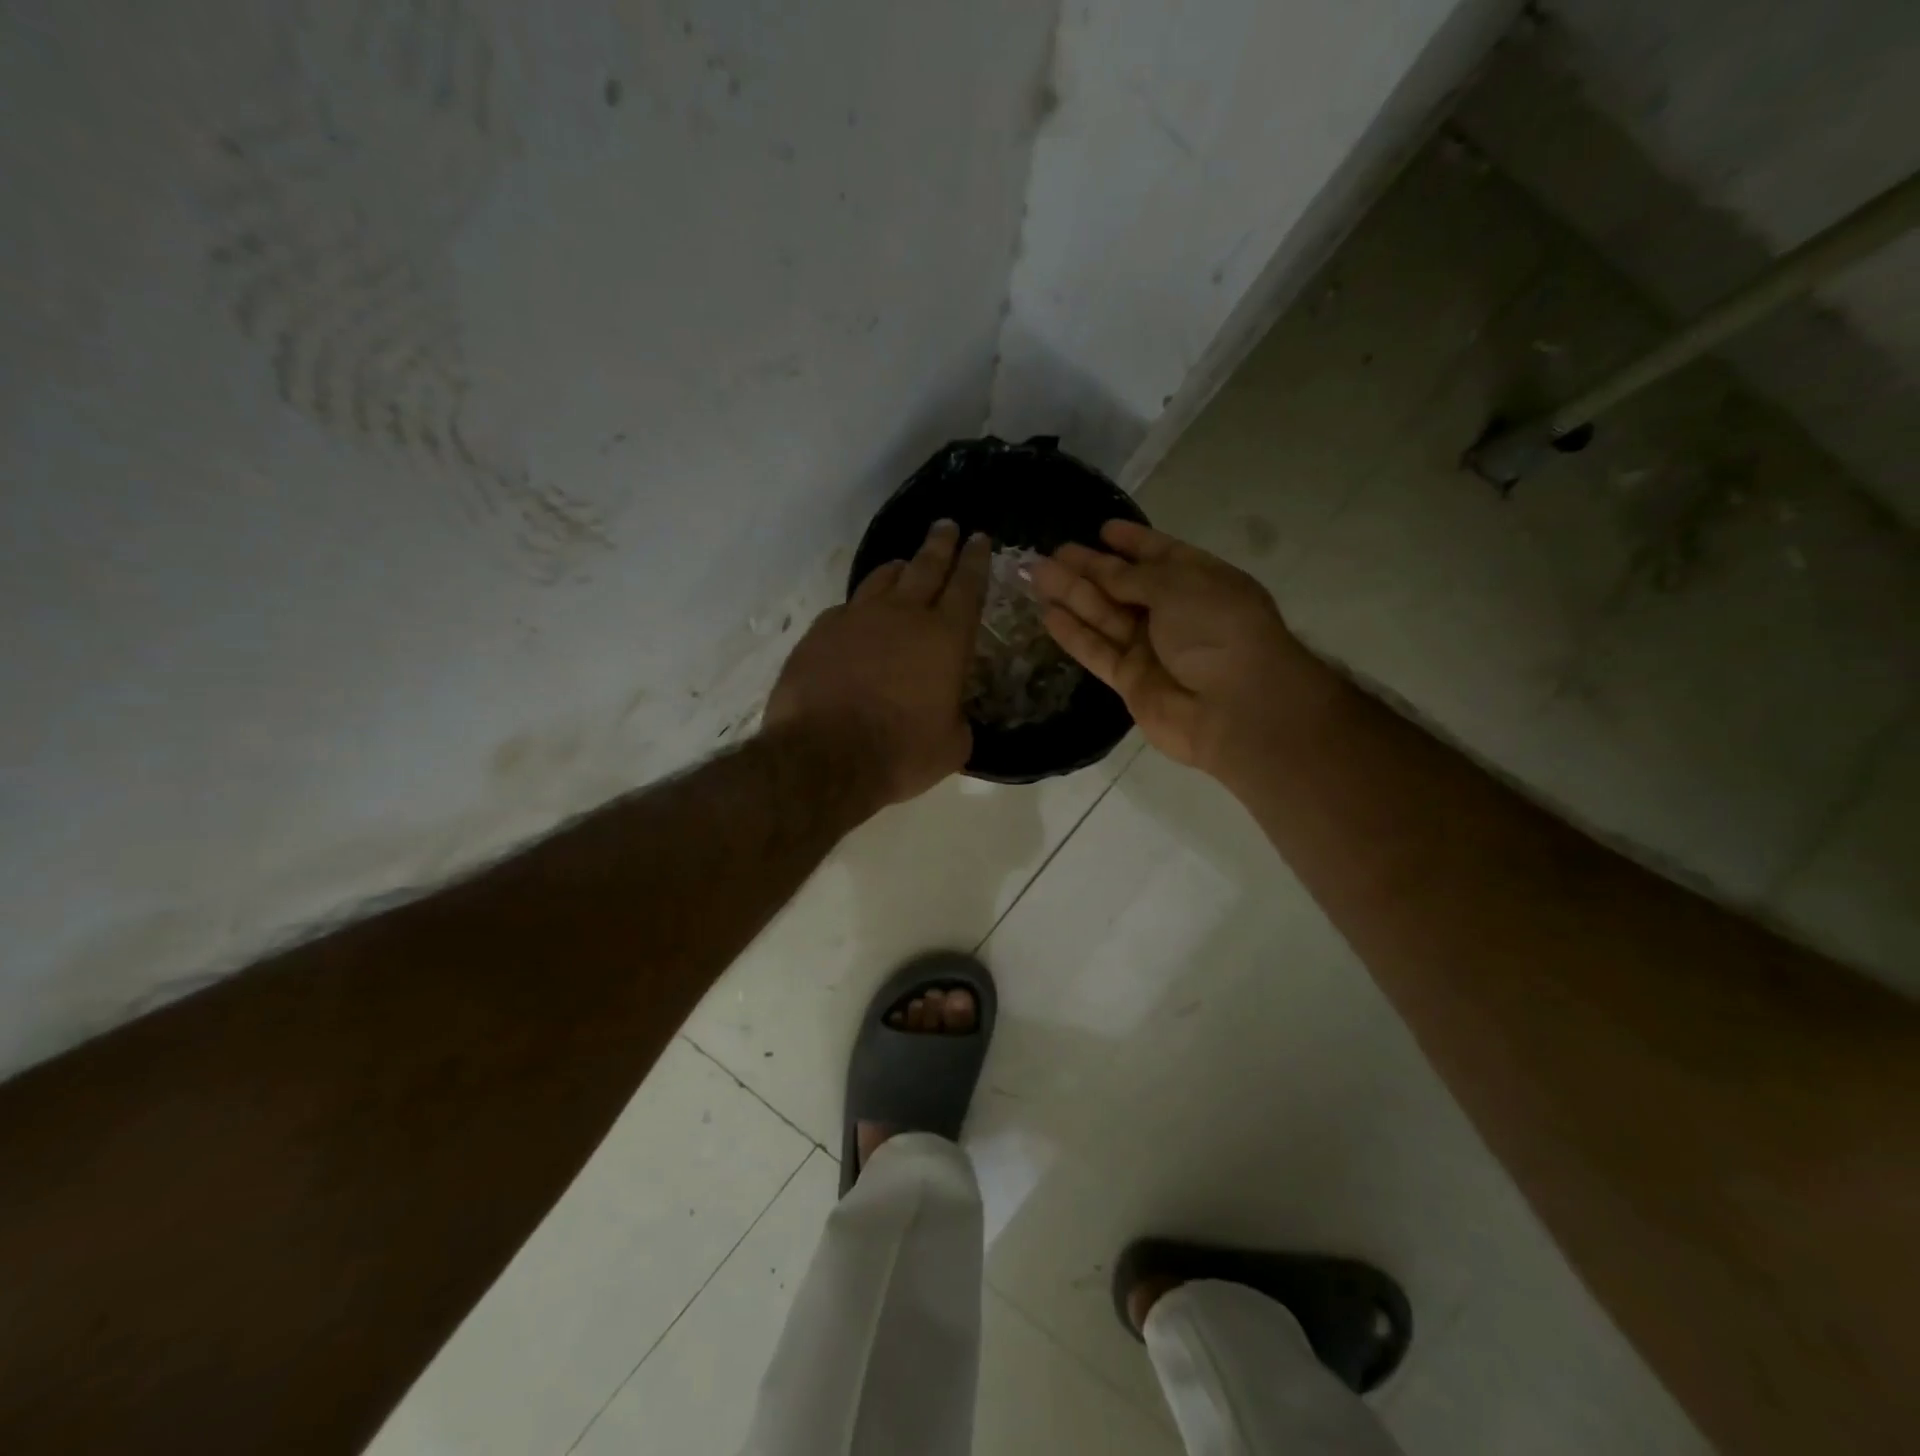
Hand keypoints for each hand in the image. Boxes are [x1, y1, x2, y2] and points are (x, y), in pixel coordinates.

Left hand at [765, 520, 989, 807]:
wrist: (824, 757)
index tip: (978, 538)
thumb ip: (957, 720)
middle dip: (940, 544)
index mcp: (945, 638)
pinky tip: (858, 616)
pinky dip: (859, 608)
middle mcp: (903, 616)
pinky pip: (846, 608)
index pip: (967, 586)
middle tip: (947, 526)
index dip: (975, 560)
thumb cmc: (900, 753)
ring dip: (898, 569)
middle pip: (926, 567)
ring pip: (882, 579)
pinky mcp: (820, 632)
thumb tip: (951, 715)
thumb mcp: (951, 746)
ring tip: (904, 564)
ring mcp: (856, 619)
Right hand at [1031, 520, 1330, 779]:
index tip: (1102, 528)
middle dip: (1090, 567)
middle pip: (1124, 585)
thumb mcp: (1177, 585)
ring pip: (1104, 616)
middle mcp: (1175, 613)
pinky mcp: (1131, 681)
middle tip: (1053, 552)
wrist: (1235, 707)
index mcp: (1200, 581)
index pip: (1161, 554)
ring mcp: (1152, 649)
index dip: (1132, 541)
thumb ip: (1132, 577)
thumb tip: (1103, 570)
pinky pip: (1097, 651)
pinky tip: (1047, 615)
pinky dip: (1074, 634)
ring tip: (1035, 573)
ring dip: (1071, 595)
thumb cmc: (1217, 630)